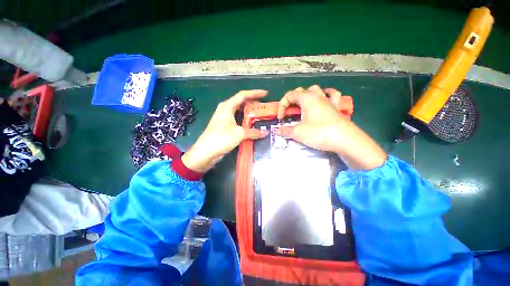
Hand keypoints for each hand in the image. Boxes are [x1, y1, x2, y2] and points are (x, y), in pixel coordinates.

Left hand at [182, 90, 269, 172]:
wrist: (205, 152)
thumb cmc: (221, 138)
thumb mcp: (239, 134)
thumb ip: (253, 132)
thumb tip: (266, 132)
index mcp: (227, 106)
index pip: (243, 95)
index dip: (255, 93)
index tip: (265, 94)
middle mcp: (226, 110)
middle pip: (241, 103)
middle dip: (253, 104)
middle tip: (264, 108)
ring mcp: (225, 119)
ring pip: (239, 112)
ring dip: (250, 114)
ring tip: (261, 116)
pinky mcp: (225, 127)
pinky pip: (238, 121)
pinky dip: (245, 122)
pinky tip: (252, 126)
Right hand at [275, 85, 385, 169]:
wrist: (345, 140)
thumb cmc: (319, 133)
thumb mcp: (298, 133)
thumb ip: (285, 131)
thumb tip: (276, 131)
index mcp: (307, 98)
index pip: (289, 96)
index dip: (282, 106)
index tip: (281, 119)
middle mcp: (317, 96)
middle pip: (301, 92)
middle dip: (292, 101)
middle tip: (289, 114)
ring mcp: (328, 100)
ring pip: (315, 90)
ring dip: (306, 96)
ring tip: (303, 106)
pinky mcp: (336, 107)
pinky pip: (332, 95)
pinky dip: (326, 95)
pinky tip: (324, 99)